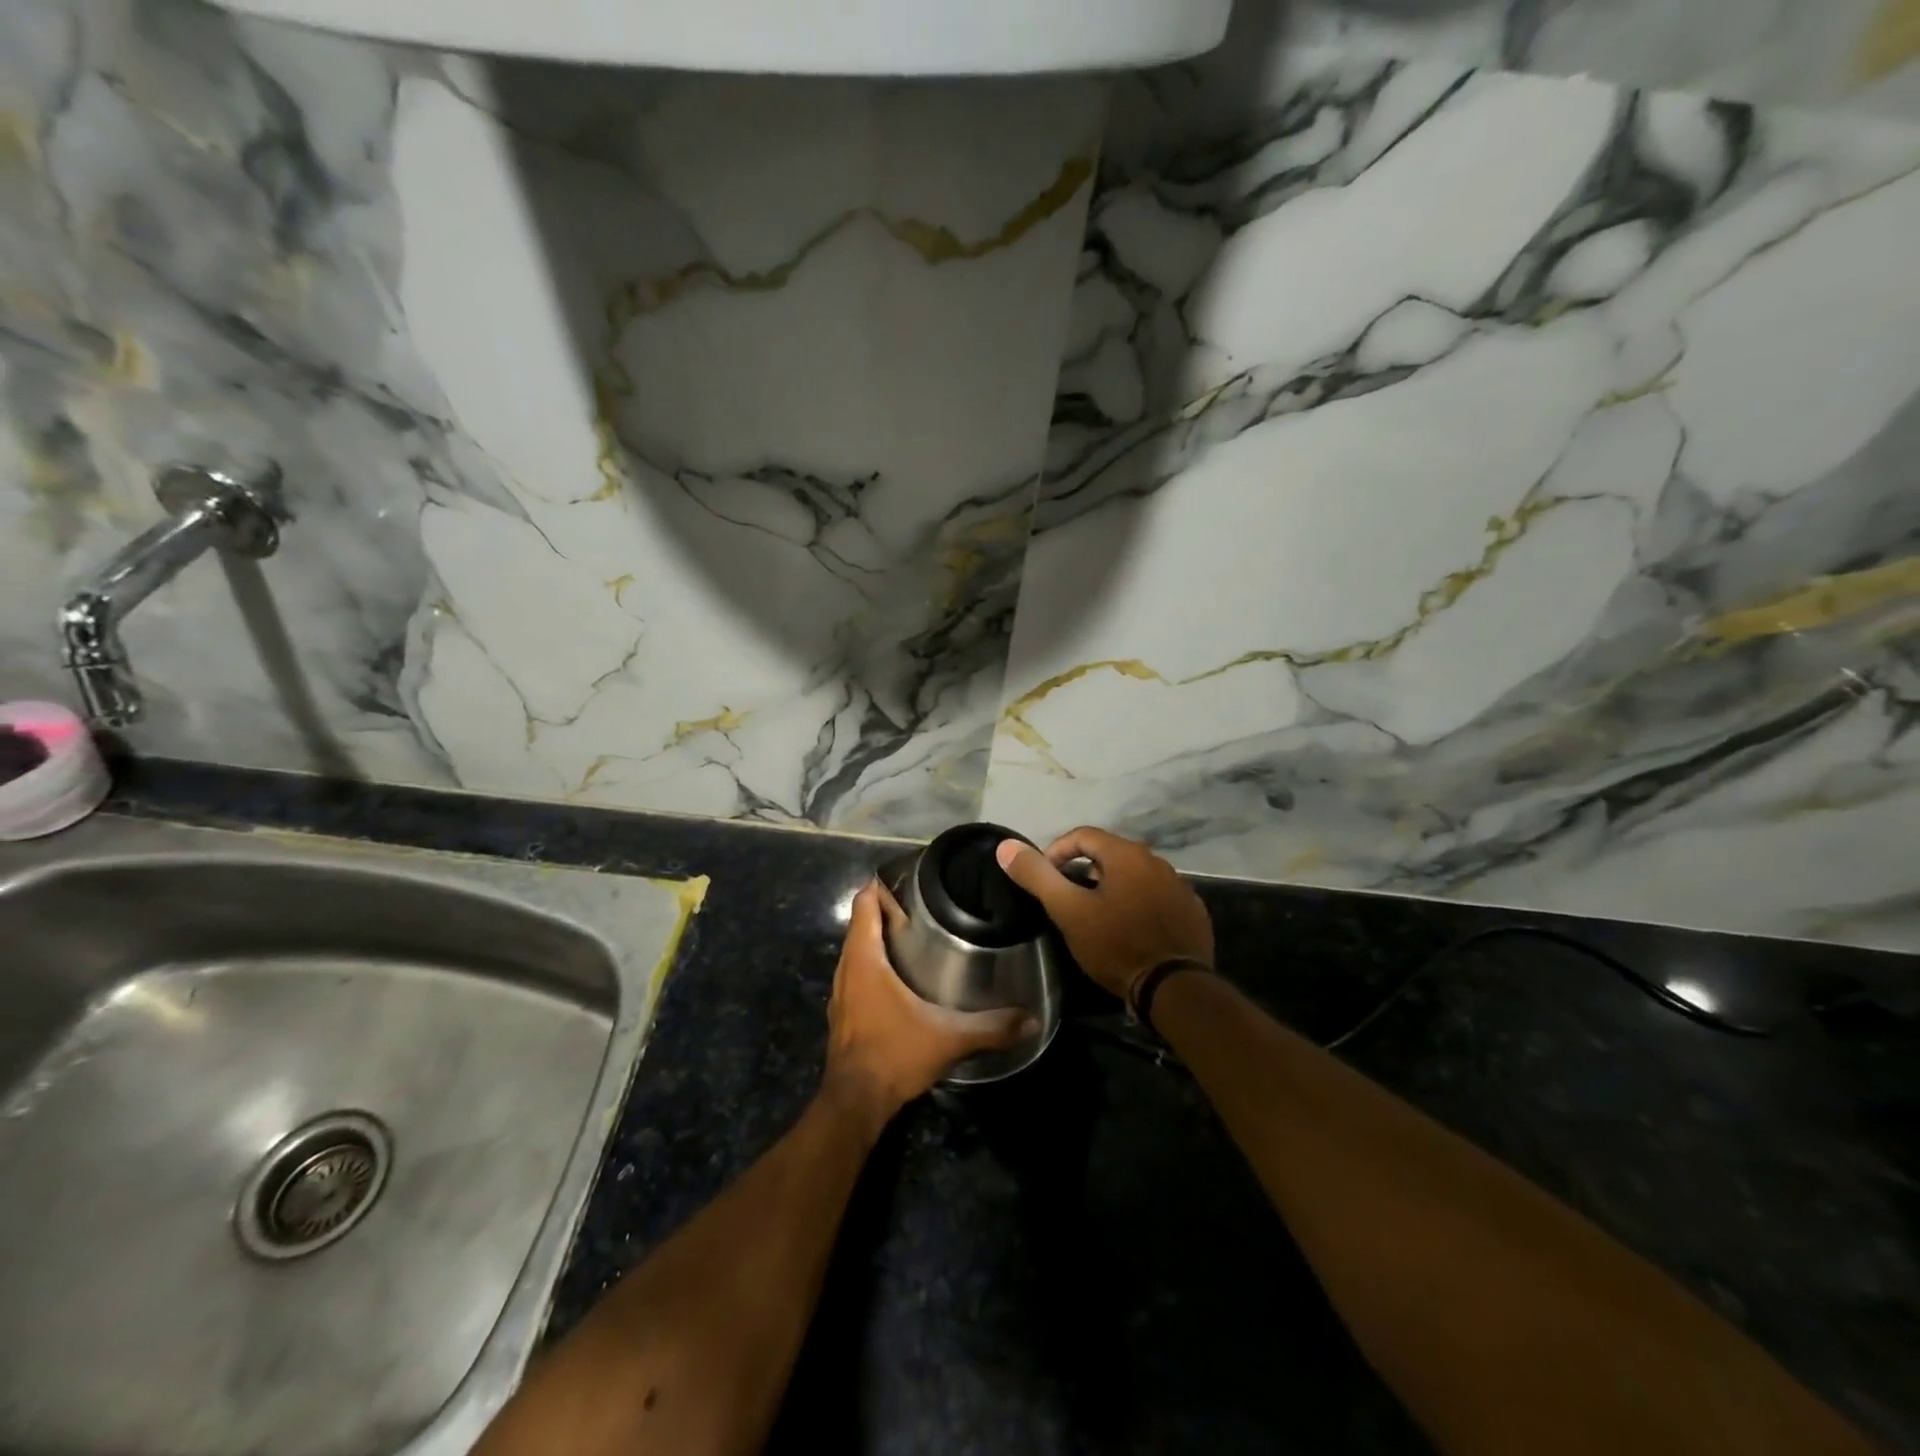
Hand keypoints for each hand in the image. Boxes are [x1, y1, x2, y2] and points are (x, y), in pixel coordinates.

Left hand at [821, 880, 1035, 1132]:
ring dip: (878, 939)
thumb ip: (991, 1026)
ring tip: (916, 936)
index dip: (882, 886)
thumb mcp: (949, 1037)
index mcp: (865, 958)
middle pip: (861, 924)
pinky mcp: (842, 1013)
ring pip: (856, 950)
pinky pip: (856, 973)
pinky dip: (873, 964)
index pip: (864, 903)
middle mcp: (847, 968)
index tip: (911, 880)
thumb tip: (1031, 1019)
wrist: (854, 1103)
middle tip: (925, 907)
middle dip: (887, 910)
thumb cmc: (895, 1055)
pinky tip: (900, 978)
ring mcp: (841, 992)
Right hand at [996, 827, 1213, 1003]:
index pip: (1083, 835)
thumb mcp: (1069, 911)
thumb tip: (1006, 846)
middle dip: (1084, 870)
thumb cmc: (1116, 945)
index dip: (1056, 851)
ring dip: (1112, 887)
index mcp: (1126, 854)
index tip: (1044, 878)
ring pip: (1135, 876)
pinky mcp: (1192, 912)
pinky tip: (1130, 929)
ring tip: (1095, 916)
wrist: (1174, 988)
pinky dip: (1139, 904)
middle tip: (1067, 899)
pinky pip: (1158, 897)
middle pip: (1110, 854)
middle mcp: (1157, 861)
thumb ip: (1037, 876)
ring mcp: (1180, 886)